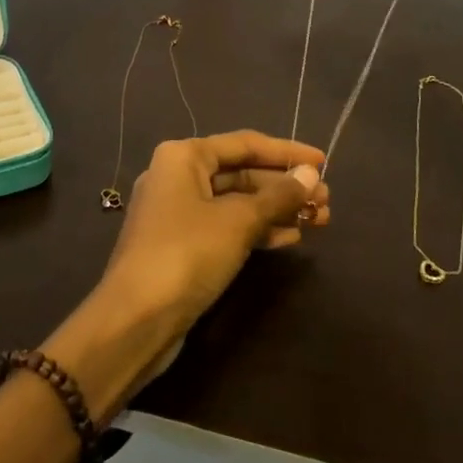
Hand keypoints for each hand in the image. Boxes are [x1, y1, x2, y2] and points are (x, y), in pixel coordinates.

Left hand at [47, 132, 326, 420]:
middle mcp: (177, 176)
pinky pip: (226, 226)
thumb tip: (310, 176)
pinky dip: (256, 229)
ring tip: (319, 220)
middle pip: (241, 173)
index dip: (287, 152)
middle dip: (285, 186)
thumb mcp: (238, 221)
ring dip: (276, 209)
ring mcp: (177, 213)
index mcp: (184, 156)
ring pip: (236, 202)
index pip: (245, 144)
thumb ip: (278, 196)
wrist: (135, 319)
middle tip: (326, 201)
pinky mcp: (181, 245)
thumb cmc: (187, 254)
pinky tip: (289, 238)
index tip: (323, 162)